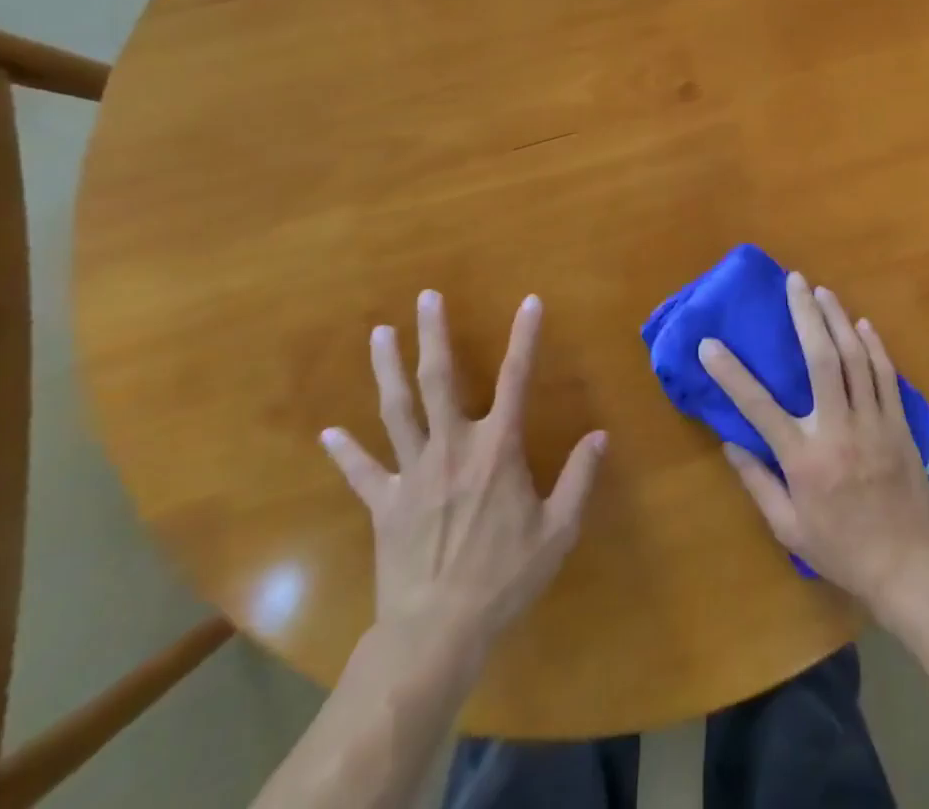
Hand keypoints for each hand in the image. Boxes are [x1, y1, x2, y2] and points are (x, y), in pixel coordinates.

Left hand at [320, 290, 606, 660]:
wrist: (436, 632)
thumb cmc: (504, 577)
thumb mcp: (558, 529)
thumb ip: (579, 478)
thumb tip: (600, 436)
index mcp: (497, 449)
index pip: (516, 378)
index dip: (525, 337)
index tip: (530, 301)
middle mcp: (452, 447)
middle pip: (439, 380)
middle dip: (434, 335)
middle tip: (426, 297)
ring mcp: (412, 473)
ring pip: (397, 411)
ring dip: (387, 370)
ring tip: (379, 333)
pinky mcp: (384, 504)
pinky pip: (362, 472)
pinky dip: (345, 452)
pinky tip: (328, 433)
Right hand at [699, 271, 928, 614]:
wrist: (909, 568)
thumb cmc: (842, 550)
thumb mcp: (788, 528)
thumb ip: (758, 483)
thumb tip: (731, 442)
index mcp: (804, 458)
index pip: (758, 406)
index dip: (731, 373)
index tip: (710, 343)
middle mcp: (837, 429)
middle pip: (820, 359)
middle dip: (805, 315)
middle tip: (795, 282)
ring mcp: (872, 422)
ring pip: (855, 358)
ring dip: (838, 319)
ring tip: (823, 291)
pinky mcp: (899, 424)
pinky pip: (885, 375)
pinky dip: (874, 346)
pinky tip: (862, 324)